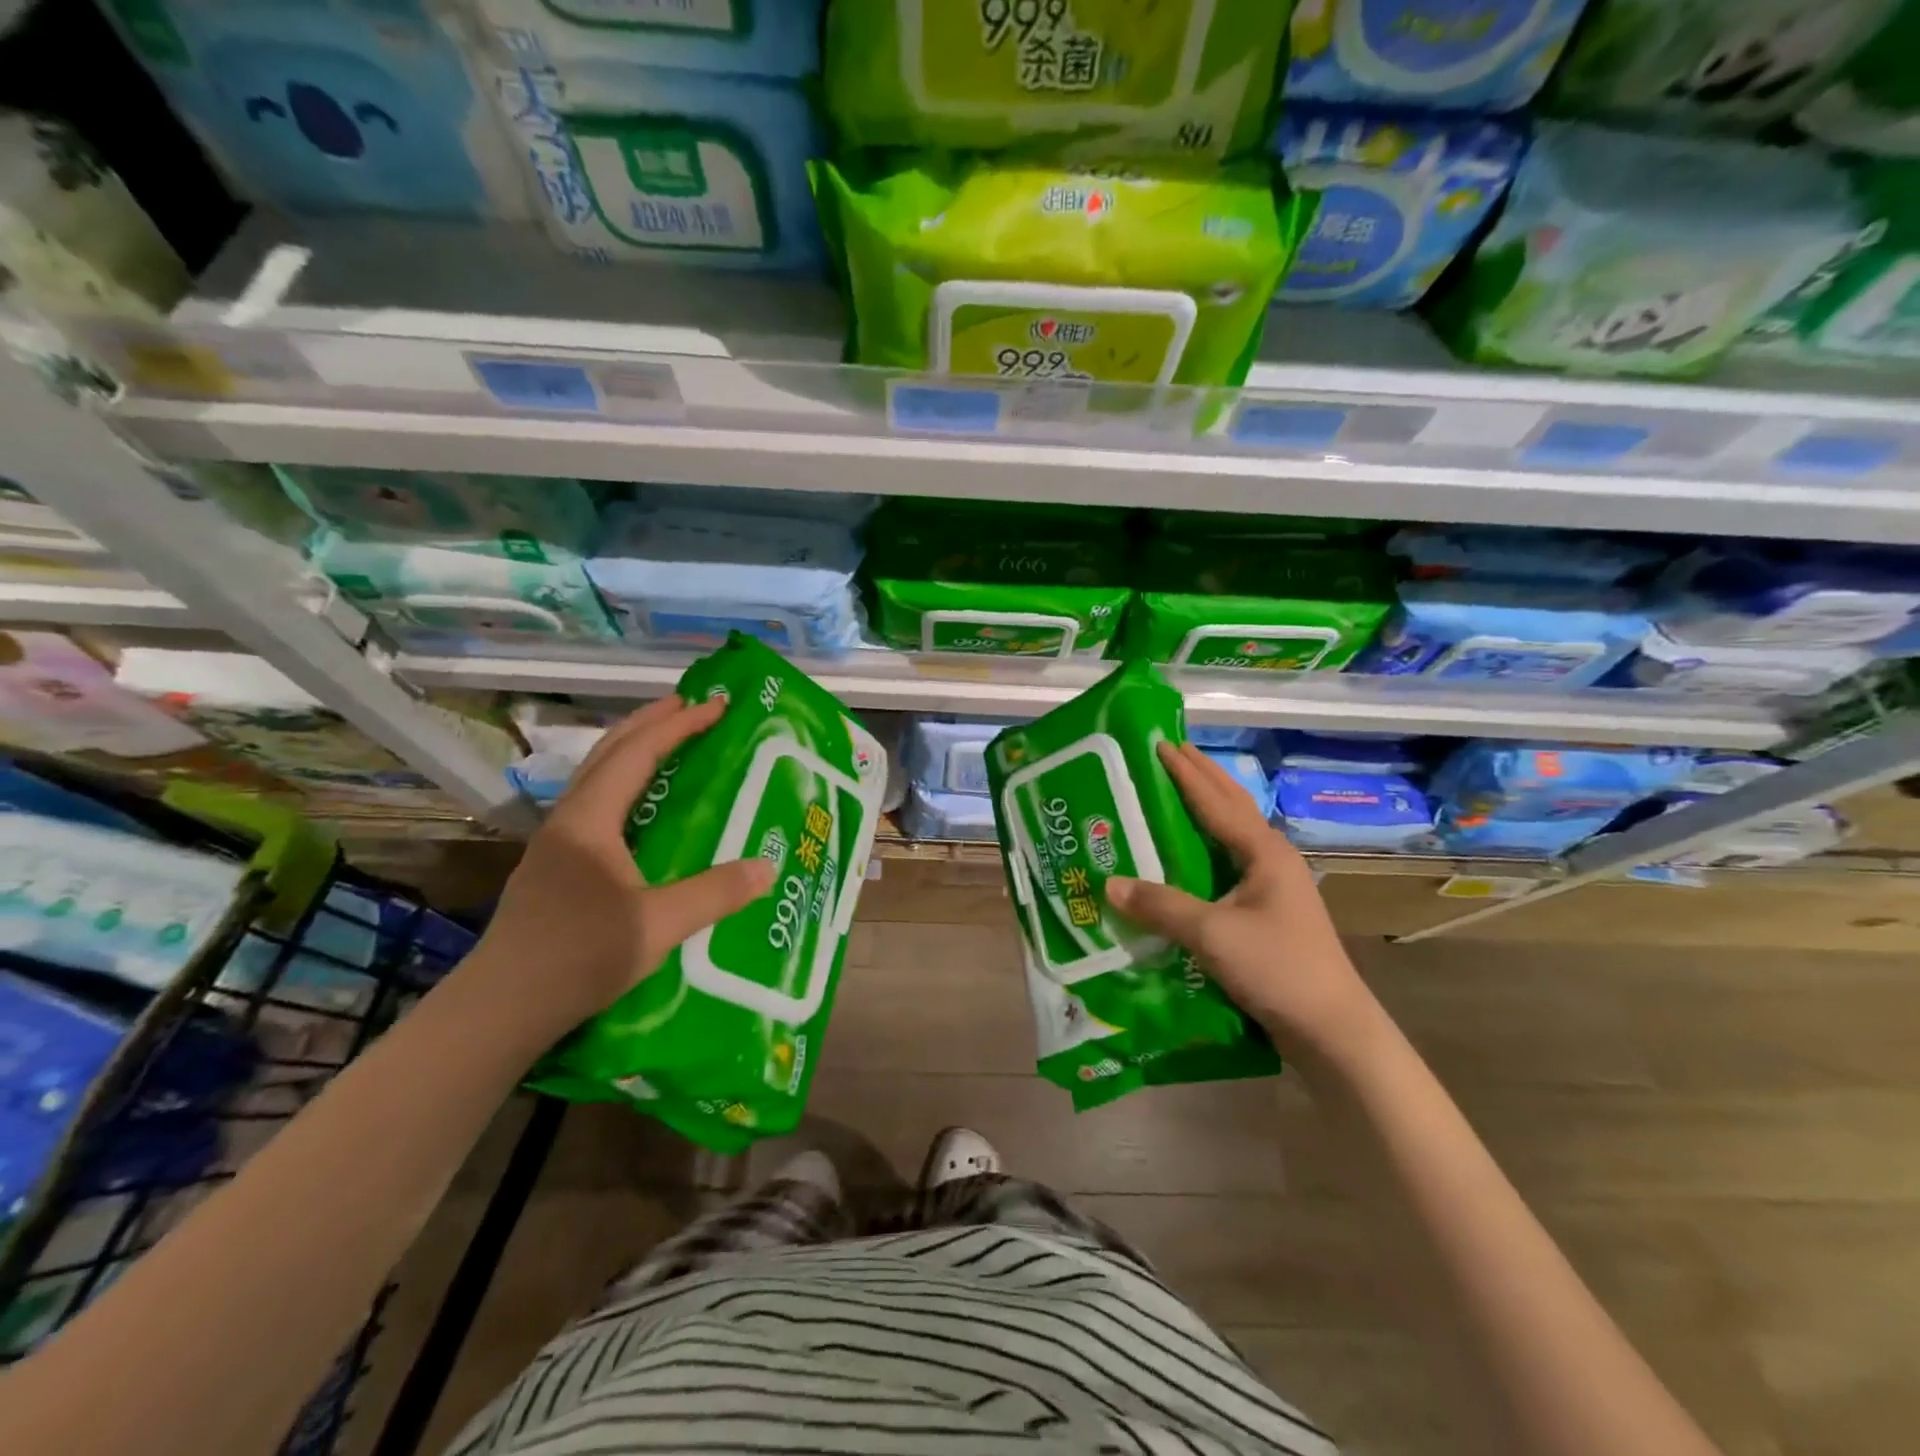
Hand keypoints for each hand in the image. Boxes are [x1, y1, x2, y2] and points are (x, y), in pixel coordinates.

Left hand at [475, 695, 774, 1031]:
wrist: (501, 1008)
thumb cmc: (579, 956)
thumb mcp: (658, 925)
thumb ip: (715, 893)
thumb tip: (768, 867)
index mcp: (590, 820)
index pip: (638, 754)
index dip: (679, 724)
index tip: (717, 704)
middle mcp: (569, 819)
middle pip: (609, 752)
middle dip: (652, 722)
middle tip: (692, 705)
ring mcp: (556, 843)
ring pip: (596, 776)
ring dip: (633, 749)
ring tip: (669, 741)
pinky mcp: (554, 867)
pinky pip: (595, 802)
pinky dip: (624, 781)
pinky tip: (640, 805)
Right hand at [1104, 741, 1378, 1058]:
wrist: (1331, 1030)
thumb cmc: (1278, 969)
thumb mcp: (1213, 935)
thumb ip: (1161, 906)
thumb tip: (1109, 883)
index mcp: (1264, 852)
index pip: (1216, 801)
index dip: (1186, 772)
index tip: (1159, 743)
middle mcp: (1271, 860)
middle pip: (1232, 807)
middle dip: (1201, 777)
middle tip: (1169, 753)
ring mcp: (1273, 886)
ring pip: (1231, 834)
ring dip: (1204, 809)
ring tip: (1173, 793)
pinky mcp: (1267, 912)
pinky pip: (1228, 865)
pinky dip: (1204, 848)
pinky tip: (1185, 856)